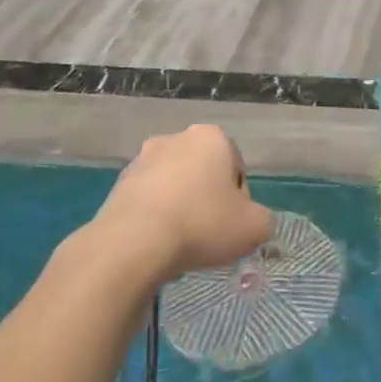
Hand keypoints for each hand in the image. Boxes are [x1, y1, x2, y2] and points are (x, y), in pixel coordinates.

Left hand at [93, 125, 273, 281]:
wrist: (133, 243)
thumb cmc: (202, 224)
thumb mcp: (254, 227)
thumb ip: (262, 220)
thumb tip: (250, 221)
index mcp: (212, 138)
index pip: (236, 169)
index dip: (239, 201)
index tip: (232, 225)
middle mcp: (175, 138)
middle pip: (203, 174)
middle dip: (207, 199)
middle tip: (209, 234)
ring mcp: (141, 160)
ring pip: (174, 186)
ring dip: (180, 208)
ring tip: (180, 243)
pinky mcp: (118, 185)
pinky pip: (148, 201)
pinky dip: (155, 218)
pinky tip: (156, 243)